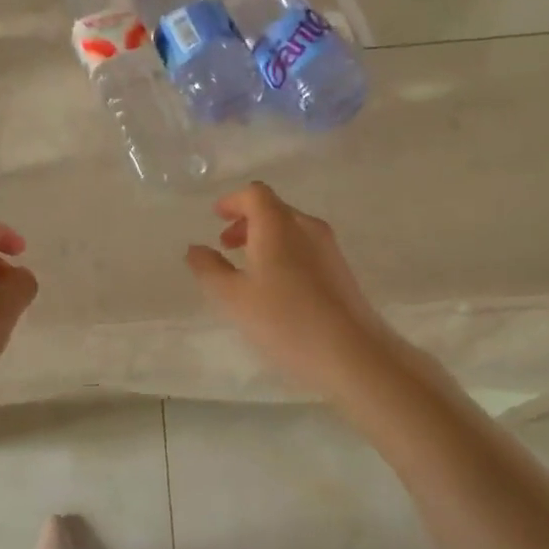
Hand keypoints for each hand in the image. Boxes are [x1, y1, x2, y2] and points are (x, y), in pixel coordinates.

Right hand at [184, 181, 401, 399]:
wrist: (353, 354)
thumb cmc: (285, 321)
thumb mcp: (233, 298)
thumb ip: (209, 269)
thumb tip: (195, 249)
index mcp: (278, 224)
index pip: (255, 194)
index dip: (233, 201)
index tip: (216, 216)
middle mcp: (306, 227)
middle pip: (273, 209)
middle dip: (246, 221)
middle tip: (226, 245)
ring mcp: (329, 248)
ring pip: (291, 229)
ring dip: (265, 239)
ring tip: (248, 268)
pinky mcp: (341, 271)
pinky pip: (305, 248)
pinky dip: (284, 253)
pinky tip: (276, 287)